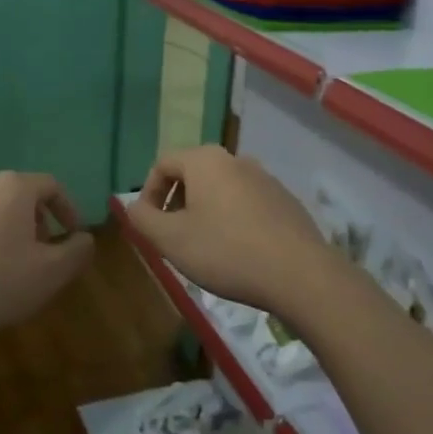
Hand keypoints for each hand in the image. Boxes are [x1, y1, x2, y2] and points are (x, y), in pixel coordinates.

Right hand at [125, 146, 343, 314]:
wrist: (300, 274)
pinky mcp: (285, 201)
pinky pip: (247, 203)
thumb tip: (133, 206)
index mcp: (205, 160)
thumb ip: (142, 219)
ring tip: (204, 247)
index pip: (163, 164)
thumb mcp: (171, 240)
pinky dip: (233, 220)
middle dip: (177, 203)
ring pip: (221, 189)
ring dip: (205, 212)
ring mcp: (266, 178)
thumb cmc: (226, 252)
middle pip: (193, 174)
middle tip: (173, 237)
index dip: (148, 193)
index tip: (148, 225)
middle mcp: (236, 159)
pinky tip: (238, 252)